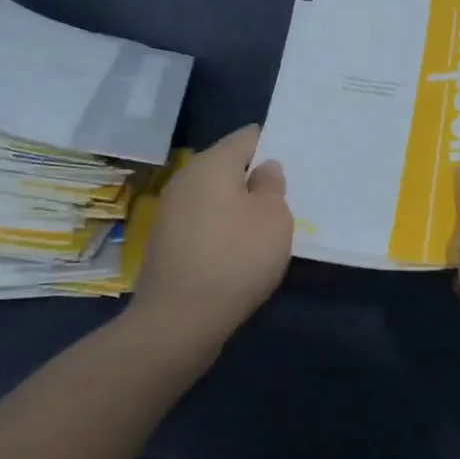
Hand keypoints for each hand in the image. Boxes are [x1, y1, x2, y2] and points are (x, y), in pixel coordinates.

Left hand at [131, 126, 292, 352]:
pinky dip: (221, 228)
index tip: (294, 164)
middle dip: (254, 177)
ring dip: (238, 205)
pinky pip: (202, 220)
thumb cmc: (236, 258)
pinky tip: (238, 250)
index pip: (248, 137)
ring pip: (214, 194)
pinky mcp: (166, 241)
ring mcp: (171, 210)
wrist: (178, 321)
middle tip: (285, 196)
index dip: (273, 145)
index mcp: (212, 163)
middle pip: (228, 165)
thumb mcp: (274, 218)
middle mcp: (186, 178)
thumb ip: (272, 185)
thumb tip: (263, 170)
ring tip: (265, 225)